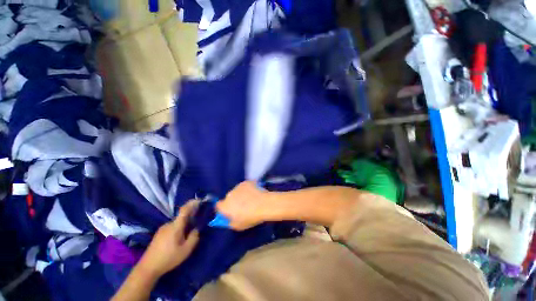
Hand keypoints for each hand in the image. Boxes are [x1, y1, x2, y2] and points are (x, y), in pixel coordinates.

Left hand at [138, 200, 199, 277]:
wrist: (147, 268)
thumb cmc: (168, 258)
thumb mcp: (186, 250)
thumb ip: (194, 237)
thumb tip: (196, 229)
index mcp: (175, 226)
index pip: (184, 210)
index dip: (192, 203)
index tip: (200, 200)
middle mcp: (168, 224)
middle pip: (182, 216)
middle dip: (190, 216)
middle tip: (198, 221)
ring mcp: (162, 229)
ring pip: (177, 222)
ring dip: (184, 224)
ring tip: (189, 233)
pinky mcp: (159, 234)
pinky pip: (172, 227)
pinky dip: (179, 228)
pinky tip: (179, 238)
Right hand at [216, 181, 270, 230]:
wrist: (264, 204)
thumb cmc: (250, 217)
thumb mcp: (238, 226)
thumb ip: (230, 222)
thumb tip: (229, 219)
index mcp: (225, 206)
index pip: (218, 206)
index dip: (223, 208)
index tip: (229, 211)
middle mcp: (229, 194)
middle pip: (228, 198)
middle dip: (233, 201)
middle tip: (242, 206)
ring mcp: (238, 186)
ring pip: (237, 191)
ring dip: (240, 194)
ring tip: (250, 198)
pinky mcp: (246, 182)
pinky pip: (244, 186)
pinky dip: (247, 189)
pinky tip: (254, 193)